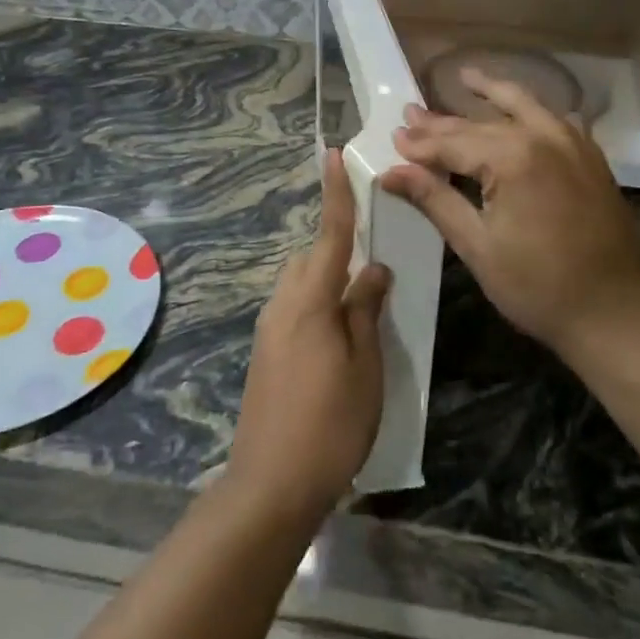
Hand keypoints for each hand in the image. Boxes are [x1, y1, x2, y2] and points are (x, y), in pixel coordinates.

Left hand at [227, 148, 391, 527]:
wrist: (269, 483)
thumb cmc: (330, 425)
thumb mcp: (364, 368)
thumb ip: (365, 312)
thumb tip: (374, 269)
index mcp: (311, 301)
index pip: (329, 236)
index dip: (335, 195)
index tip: (332, 155)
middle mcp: (283, 304)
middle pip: (312, 256)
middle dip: (338, 243)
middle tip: (372, 249)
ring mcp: (269, 328)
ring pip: (301, 281)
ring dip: (327, 275)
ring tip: (361, 293)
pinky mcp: (265, 350)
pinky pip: (294, 305)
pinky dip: (317, 299)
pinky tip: (339, 328)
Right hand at [380, 70, 639, 363]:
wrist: (618, 312)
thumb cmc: (538, 286)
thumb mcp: (477, 246)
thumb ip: (435, 199)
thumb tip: (391, 171)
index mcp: (512, 157)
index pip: (452, 143)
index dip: (419, 145)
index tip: (392, 139)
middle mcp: (543, 137)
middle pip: (480, 124)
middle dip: (442, 121)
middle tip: (411, 113)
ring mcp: (572, 143)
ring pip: (522, 107)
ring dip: (490, 95)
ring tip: (465, 77)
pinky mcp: (590, 157)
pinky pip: (553, 119)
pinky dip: (529, 110)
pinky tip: (517, 110)